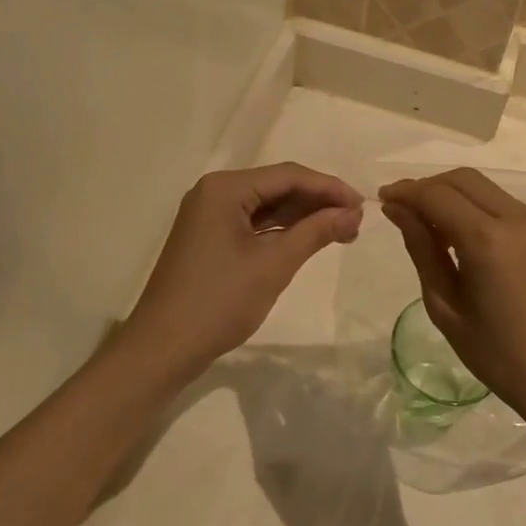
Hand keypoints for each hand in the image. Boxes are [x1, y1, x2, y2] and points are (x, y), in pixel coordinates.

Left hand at [122, 164, 362, 377]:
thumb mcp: (274, 265)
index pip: (288, 175)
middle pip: (277, 187)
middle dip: (317, 202)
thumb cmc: (219, 301)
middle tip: (355, 223)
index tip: (363, 206)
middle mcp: (215, 192)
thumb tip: (352, 213)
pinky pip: (253, 224)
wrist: (162, 349)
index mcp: (225, 188)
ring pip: (266, 206)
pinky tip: (308, 240)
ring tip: (341, 232)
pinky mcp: (209, 238)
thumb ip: (315, 232)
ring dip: (302, 217)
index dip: (329, 188)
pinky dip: (281, 231)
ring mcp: (209, 215)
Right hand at [379, 169, 525, 429]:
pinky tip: (487, 253)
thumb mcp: (446, 306)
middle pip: (465, 180)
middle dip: (432, 187)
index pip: (437, 195)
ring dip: (462, 201)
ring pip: (493, 194)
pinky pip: (519, 214)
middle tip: (410, 210)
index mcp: (487, 240)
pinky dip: (492, 219)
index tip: (386, 199)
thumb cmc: (499, 356)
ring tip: (445, 235)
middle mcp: (521, 220)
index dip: (406, 191)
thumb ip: (421, 248)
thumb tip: (398, 208)